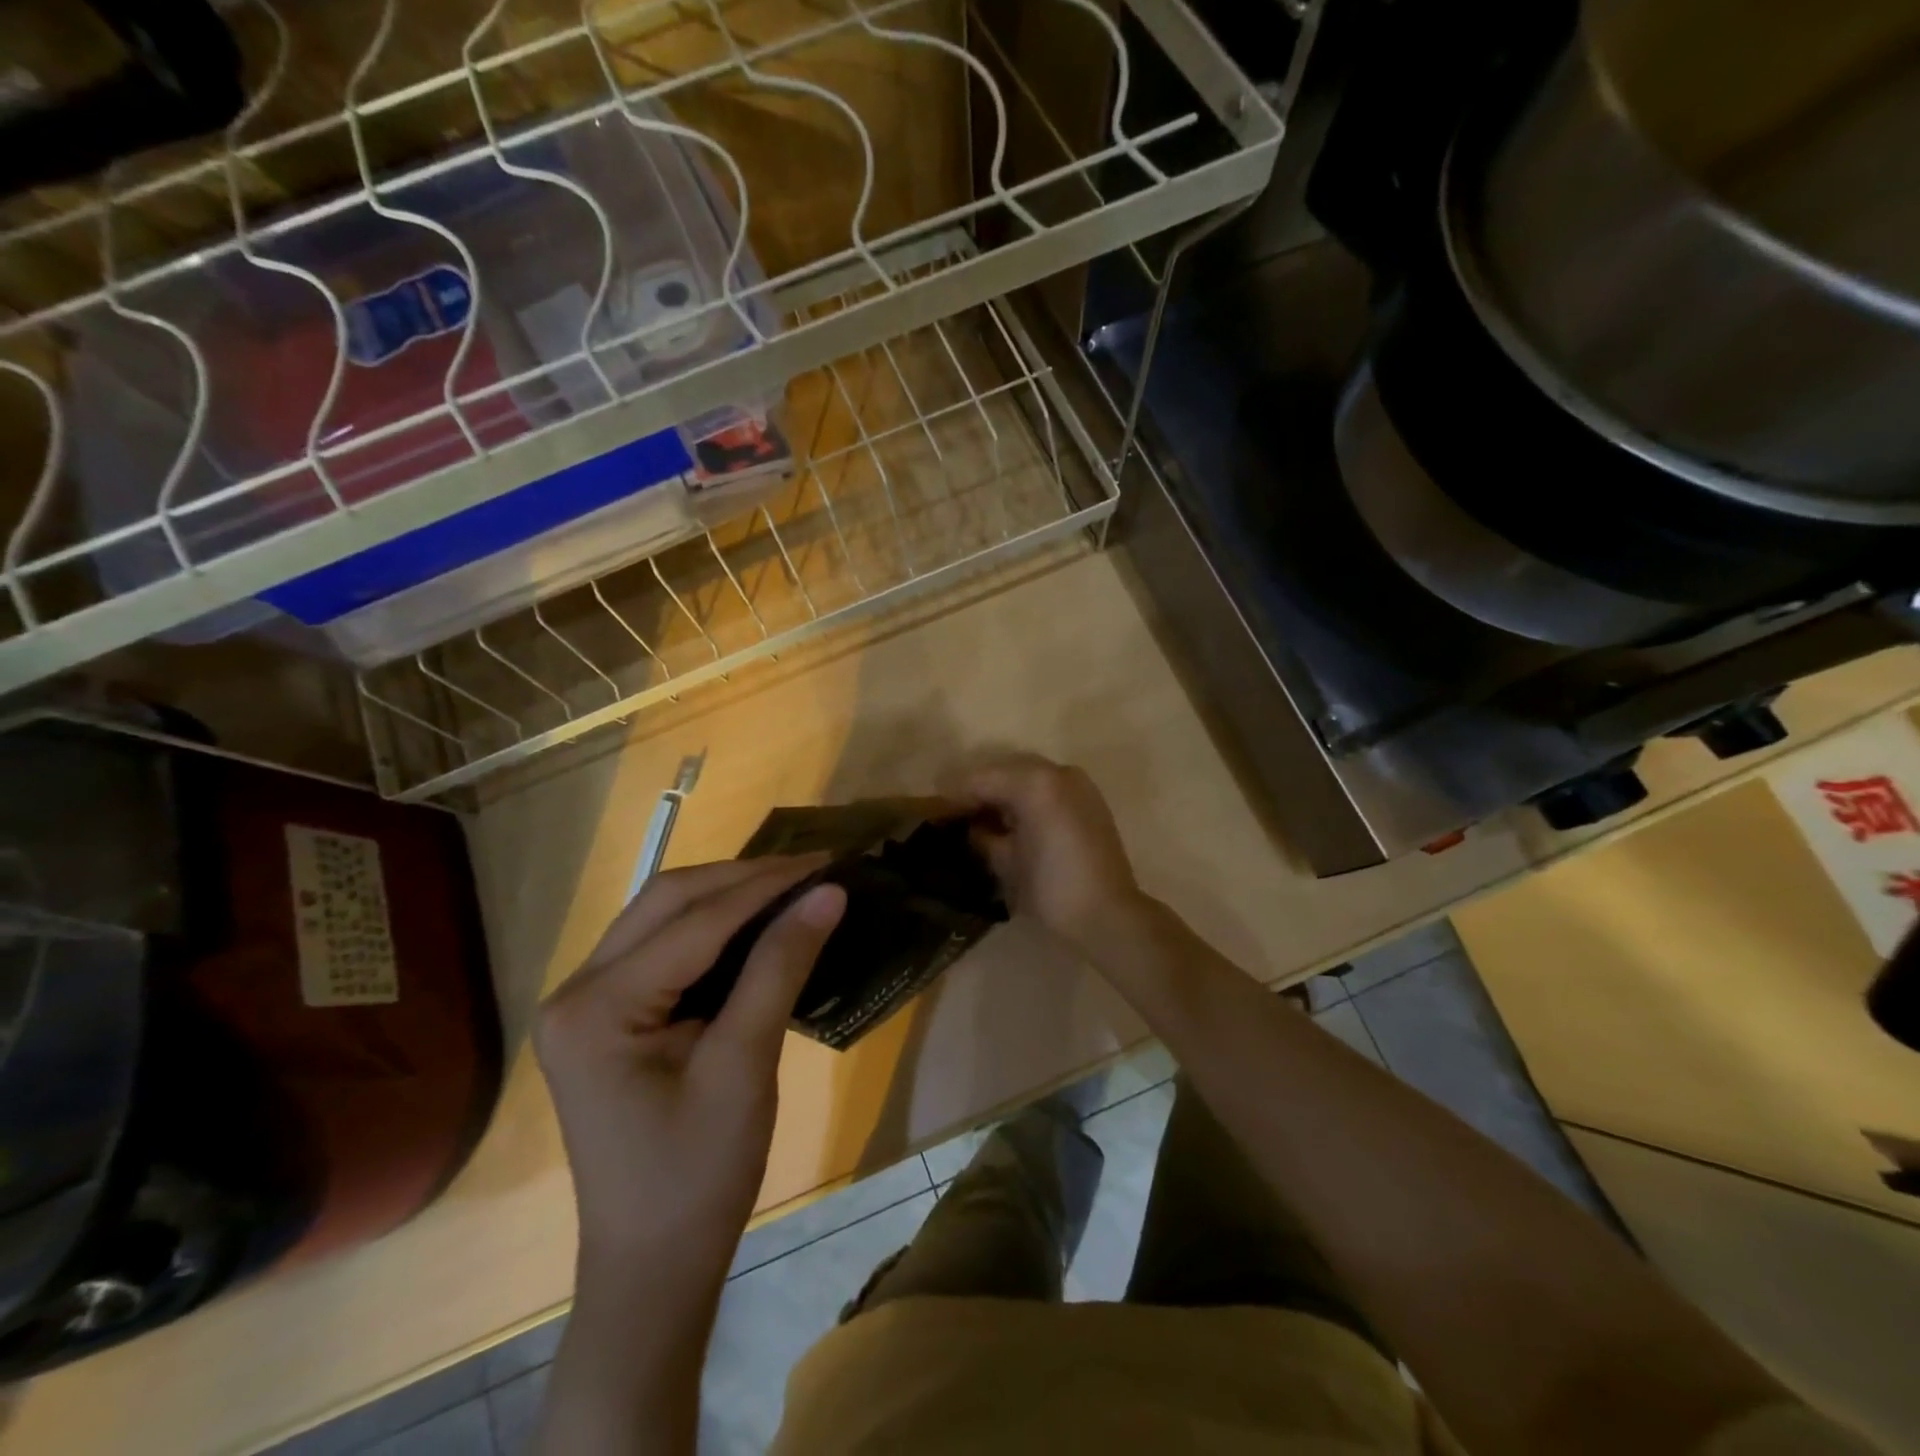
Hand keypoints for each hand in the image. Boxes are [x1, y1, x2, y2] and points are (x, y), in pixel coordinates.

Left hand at [534, 858, 845, 1271]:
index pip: (695, 921)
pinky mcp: (606, 1015)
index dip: (766, 886)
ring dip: (727, 895)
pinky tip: (755, 923)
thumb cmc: (699, 1175)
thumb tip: (829, 892)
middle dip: (743, 878)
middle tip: (811, 869)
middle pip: (667, 902)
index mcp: (596, 1008)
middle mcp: (575, 991)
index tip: (828, 862)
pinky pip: (662, 946)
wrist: (654, 1265)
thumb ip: (781, 966)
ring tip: (791, 885)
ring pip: (662, 916)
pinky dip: (712, 926)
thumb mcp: (745, 1065)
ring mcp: (585, 1002)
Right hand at [952, 754, 1143, 952]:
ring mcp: (1077, 784)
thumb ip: (983, 836)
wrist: (1109, 915)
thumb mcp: (1006, 863)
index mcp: (1035, 783)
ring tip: (980, 818)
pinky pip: (1047, 788)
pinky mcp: (1089, 799)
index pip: (982, 779)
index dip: (954, 794)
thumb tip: (973, 828)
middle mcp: (1058, 772)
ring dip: (1004, 793)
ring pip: (1027, 777)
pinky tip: (1011, 821)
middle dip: (979, 790)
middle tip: (954, 813)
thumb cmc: (1052, 890)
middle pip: (1005, 772)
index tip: (933, 808)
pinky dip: (1027, 799)